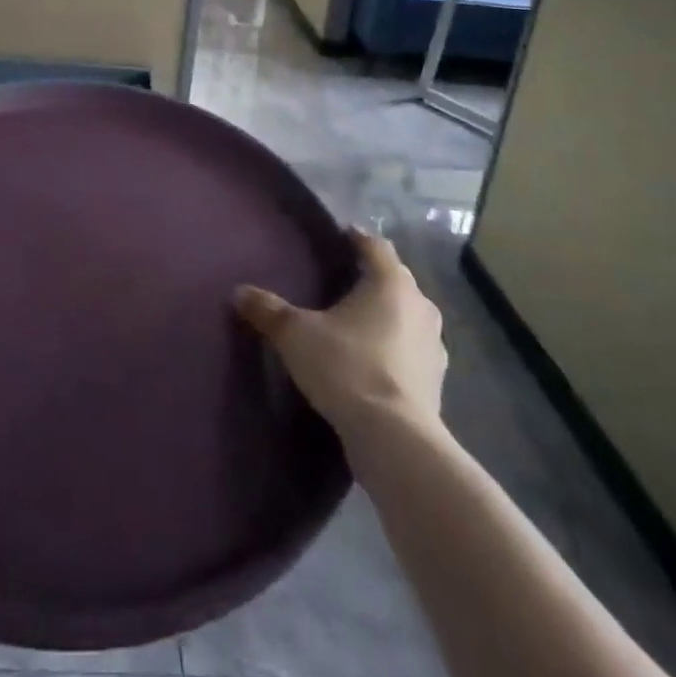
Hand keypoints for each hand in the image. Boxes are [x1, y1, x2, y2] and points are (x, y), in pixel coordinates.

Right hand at [234, 227, 447, 442]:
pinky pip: (412, 349)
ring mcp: (434, 345)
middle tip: (341, 279)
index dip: (356, 238)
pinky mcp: (436, 380)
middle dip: (371, 276)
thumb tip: (238, 292)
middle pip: (395, 278)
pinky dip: (395, 347)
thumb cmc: (346, 367)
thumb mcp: (296, 335)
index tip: (339, 237)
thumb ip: (268, 310)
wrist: (394, 439)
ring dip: (387, 314)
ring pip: (407, 314)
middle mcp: (420, 305)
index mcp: (390, 283)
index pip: (376, 245)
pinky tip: (373, 359)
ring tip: (356, 321)